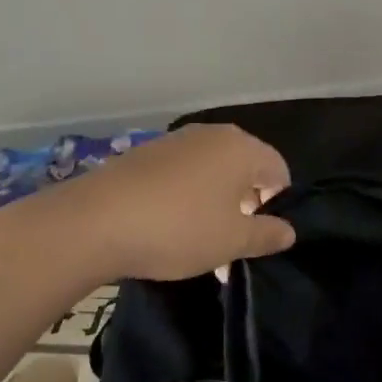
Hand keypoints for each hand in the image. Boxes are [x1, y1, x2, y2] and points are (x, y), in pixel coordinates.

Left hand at [5, 123, 296, 281]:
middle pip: (245, 170)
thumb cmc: (178, 229)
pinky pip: (182, 176)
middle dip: (246, 207)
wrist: (93, 222)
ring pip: (212, 174)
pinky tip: (170, 231)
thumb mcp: (231, 241)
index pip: (279, 170)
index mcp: (241, 148)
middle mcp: (212, 135)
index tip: (262, 236)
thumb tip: (289, 231)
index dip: (279, 204)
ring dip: (216, 207)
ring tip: (202, 246)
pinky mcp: (145, 155)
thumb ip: (267, 234)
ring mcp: (175, 142)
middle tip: (234, 245)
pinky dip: (187, 200)